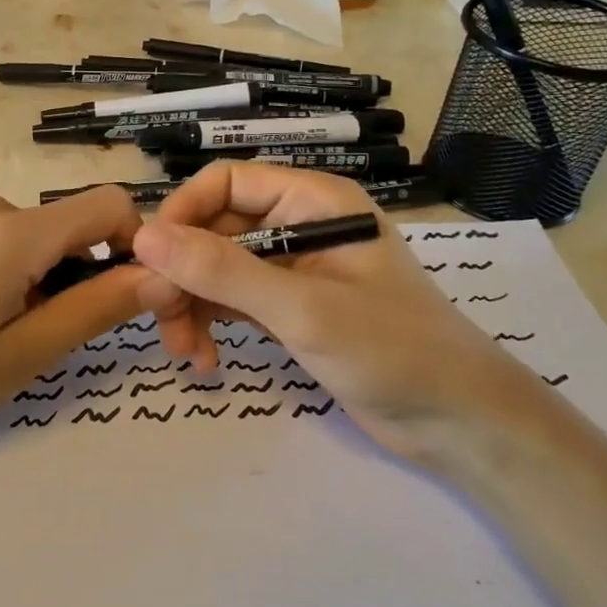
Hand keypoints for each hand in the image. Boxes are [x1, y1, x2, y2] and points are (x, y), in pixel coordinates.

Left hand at [0, 188, 147, 471]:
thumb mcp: (22, 355)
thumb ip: (96, 309)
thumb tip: (163, 277)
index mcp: (13, 232)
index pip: (109, 204)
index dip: (136, 245)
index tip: (127, 298)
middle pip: (70, 224)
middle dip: (82, 272)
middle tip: (51, 336)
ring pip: (36, 236)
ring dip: (43, 277)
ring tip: (3, 334)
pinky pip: (1, 238)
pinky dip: (12, 271)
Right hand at [131, 163, 528, 455]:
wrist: (461, 424)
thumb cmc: (394, 351)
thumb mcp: (302, 309)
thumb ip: (223, 271)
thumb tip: (145, 237)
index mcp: (313, 202)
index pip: (227, 182)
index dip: (183, 213)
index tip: (151, 259)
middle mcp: (299, 225)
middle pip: (215, 229)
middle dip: (183, 272)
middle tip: (159, 317)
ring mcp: (293, 269)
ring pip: (217, 269)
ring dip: (191, 304)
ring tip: (183, 351)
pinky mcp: (290, 309)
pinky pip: (232, 301)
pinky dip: (211, 324)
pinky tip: (205, 360)